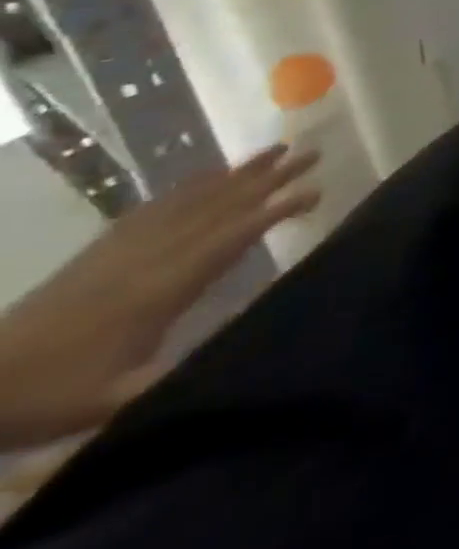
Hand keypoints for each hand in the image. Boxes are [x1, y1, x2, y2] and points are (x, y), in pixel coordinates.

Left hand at [0, 143, 319, 451]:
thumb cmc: (52, 394)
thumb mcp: (115, 399)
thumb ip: (180, 373)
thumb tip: (249, 346)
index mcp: (163, 286)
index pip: (232, 236)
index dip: (275, 210)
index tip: (316, 190)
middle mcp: (151, 256)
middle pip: (220, 206)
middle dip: (269, 177)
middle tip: (312, 152)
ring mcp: (124, 249)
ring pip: (192, 200)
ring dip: (237, 173)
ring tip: (276, 149)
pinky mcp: (101, 250)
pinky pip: (154, 208)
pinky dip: (188, 187)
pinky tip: (207, 175)